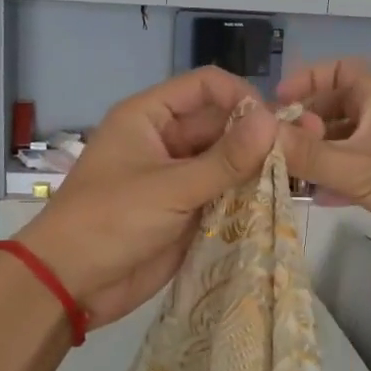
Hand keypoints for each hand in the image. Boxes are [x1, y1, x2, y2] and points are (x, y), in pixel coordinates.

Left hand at [18, 68, 278, 325]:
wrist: (71, 284)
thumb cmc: (110, 221)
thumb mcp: (169, 188)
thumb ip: (224, 159)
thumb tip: (272, 121)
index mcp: (149, 117)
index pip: (204, 87)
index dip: (241, 97)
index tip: (274, 124)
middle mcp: (166, 141)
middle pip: (221, 124)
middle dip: (256, 137)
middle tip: (299, 153)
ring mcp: (177, 178)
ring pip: (226, 162)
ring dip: (256, 169)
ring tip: (298, 178)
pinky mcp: (187, 212)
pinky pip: (223, 195)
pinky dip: (247, 198)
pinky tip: (279, 203)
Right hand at [276, 58, 370, 269]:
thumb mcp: (357, 166)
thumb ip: (306, 154)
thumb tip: (258, 135)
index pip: (337, 70)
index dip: (306, 80)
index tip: (277, 102)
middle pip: (337, 110)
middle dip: (305, 125)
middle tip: (275, 146)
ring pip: (347, 145)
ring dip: (318, 157)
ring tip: (284, 175)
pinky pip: (360, 173)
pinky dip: (337, 181)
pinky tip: (315, 198)